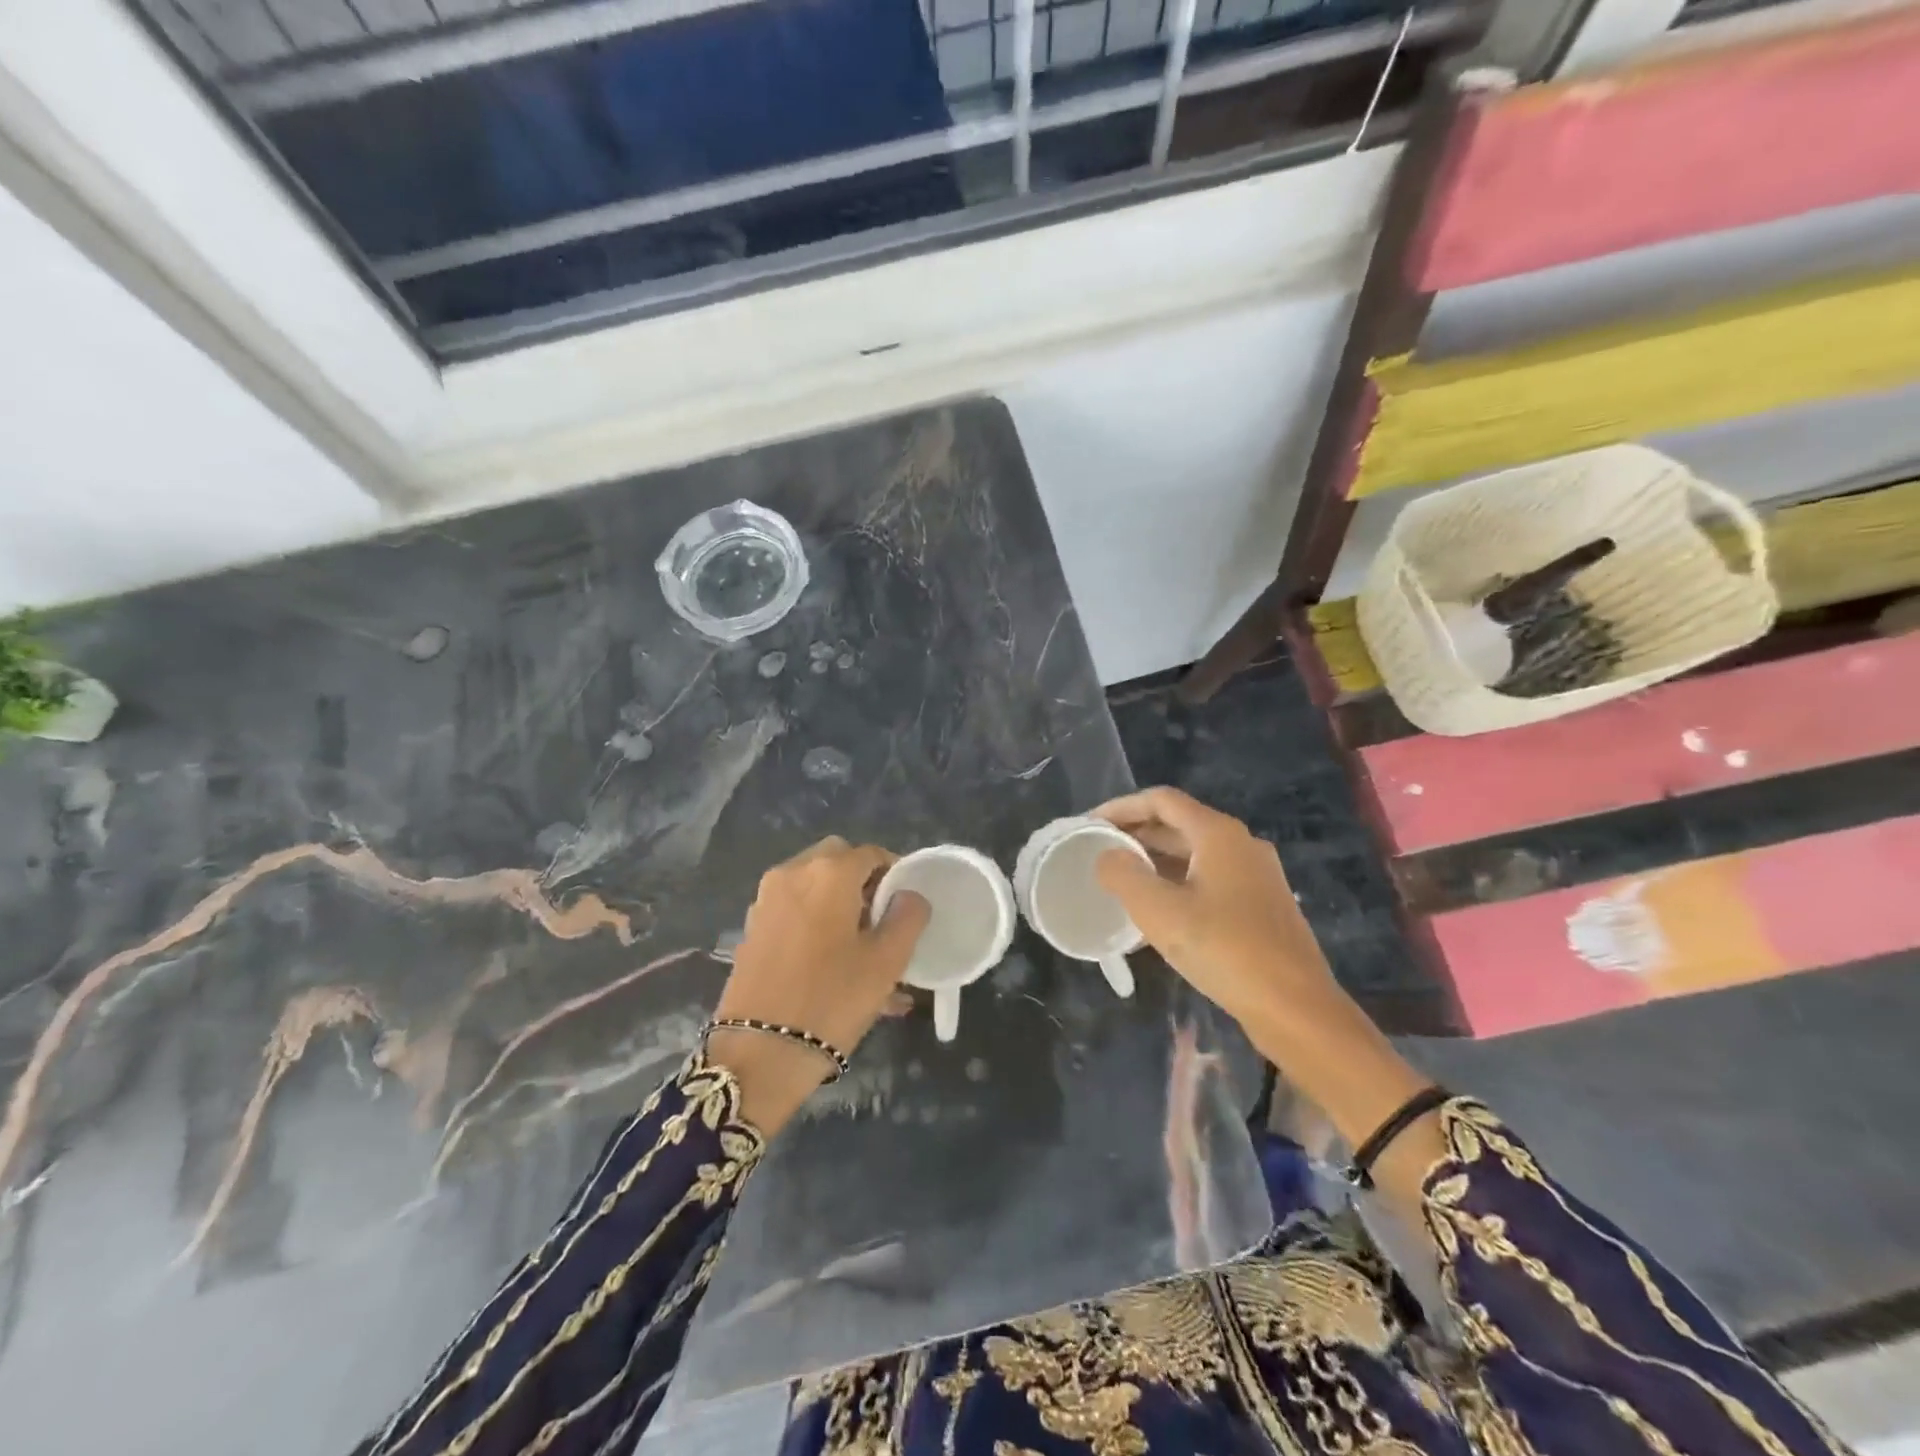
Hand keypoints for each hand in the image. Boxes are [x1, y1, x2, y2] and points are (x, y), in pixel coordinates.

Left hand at [709, 837, 929, 1133]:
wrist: (758, 1054)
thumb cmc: (831, 1000)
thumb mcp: (886, 962)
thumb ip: (907, 918)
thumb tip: (909, 895)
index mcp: (828, 873)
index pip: (871, 854)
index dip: (895, 874)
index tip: (906, 906)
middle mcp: (792, 874)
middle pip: (837, 862)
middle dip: (863, 883)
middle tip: (881, 921)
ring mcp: (766, 901)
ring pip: (814, 887)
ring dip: (839, 904)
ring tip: (862, 951)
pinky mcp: (753, 929)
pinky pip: (795, 911)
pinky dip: (817, 923)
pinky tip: (834, 965)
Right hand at [1091, 787, 1339, 1031]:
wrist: (1296, 1008)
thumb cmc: (1224, 950)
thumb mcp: (1159, 911)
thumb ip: (1123, 875)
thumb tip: (1108, 856)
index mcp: (1218, 834)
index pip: (1162, 800)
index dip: (1121, 806)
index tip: (1089, 824)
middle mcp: (1241, 845)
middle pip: (1179, 824)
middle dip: (1136, 834)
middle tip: (1097, 852)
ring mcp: (1256, 876)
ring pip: (1194, 855)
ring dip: (1154, 861)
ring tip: (1119, 882)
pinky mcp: (1261, 906)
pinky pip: (1209, 880)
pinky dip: (1176, 884)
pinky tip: (1156, 915)